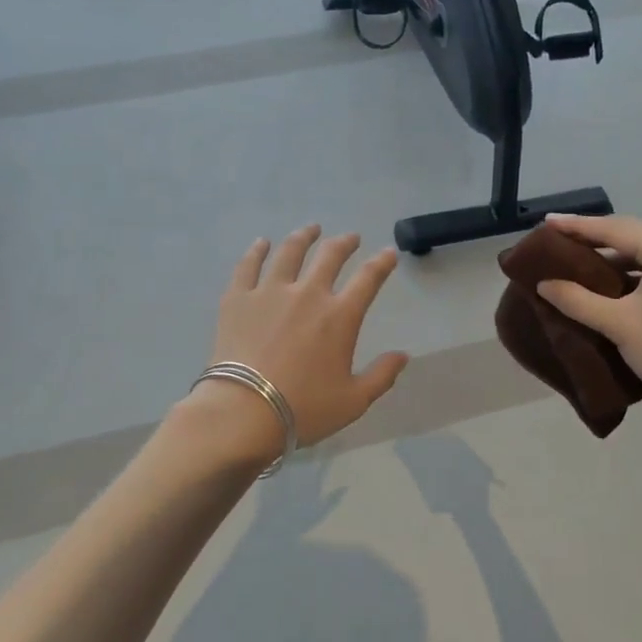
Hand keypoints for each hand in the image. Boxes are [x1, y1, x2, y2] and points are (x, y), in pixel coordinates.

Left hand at [183, 226, 409, 465]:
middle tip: (350, 238)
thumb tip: (403, 355)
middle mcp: (307, 294)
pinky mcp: (238, 298)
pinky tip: (262, 243)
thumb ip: (381, 375)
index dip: (382, 263)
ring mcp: (270, 291)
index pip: (368, 279)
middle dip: (344, 243)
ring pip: (290, 252)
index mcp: (339, 316)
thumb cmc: (304, 409)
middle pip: (330, 256)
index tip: (388, 253)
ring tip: (311, 230)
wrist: (243, 412)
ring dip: (304, 237)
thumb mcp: (353, 401)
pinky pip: (248, 265)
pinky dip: (257, 251)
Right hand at [536, 214, 641, 420]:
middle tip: (560, 235)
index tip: (547, 222)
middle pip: (633, 233)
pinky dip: (634, 266)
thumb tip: (543, 284)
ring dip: (615, 252)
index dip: (578, 226)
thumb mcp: (616, 324)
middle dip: (596, 234)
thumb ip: (576, 299)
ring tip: (580, 255)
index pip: (615, 229)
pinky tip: (612, 277)